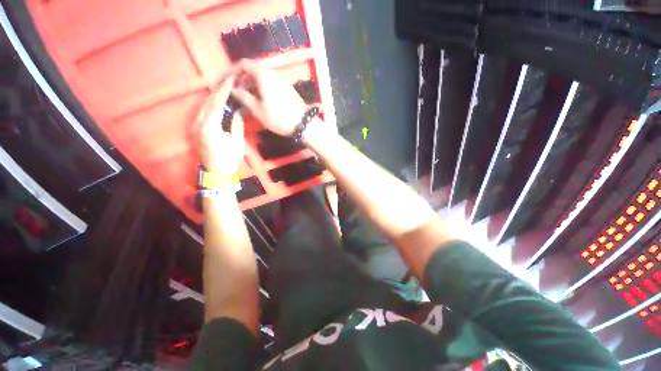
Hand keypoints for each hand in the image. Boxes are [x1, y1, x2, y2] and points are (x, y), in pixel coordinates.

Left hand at [195, 75, 244, 174]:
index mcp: (209, 126)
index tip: (232, 78)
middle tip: (229, 80)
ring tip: (225, 88)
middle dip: (218, 89)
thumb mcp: (236, 142)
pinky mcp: (196, 129)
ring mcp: (195, 125)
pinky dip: (211, 104)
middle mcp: (198, 123)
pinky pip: (203, 112)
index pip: (216, 102)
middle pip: (208, 101)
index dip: (224, 90)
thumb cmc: (228, 160)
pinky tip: (218, 101)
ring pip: (203, 105)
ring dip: (214, 95)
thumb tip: (239, 110)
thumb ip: (236, 124)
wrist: (215, 173)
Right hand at [232, 60, 307, 135]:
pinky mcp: (288, 89)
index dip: (234, 71)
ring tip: (248, 99)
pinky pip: (271, 84)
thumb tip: (234, 89)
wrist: (304, 124)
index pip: (244, 64)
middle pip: (254, 70)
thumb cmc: (279, 118)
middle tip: (237, 93)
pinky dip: (263, 88)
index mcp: (264, 75)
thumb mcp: (258, 110)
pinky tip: (262, 100)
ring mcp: (282, 81)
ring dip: (253, 85)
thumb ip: (244, 97)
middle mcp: (273, 74)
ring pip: (263, 78)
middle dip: (243, 79)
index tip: (228, 82)